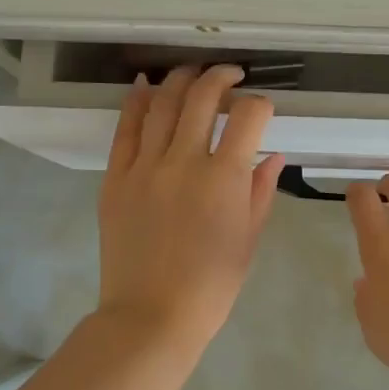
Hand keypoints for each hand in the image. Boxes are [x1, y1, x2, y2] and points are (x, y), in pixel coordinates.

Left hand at [95, 65, 284, 347]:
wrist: (151, 315)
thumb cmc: (211, 285)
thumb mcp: (249, 238)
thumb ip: (261, 190)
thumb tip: (272, 154)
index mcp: (224, 179)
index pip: (249, 116)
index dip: (261, 104)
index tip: (262, 109)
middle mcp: (184, 161)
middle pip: (203, 96)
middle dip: (221, 77)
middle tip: (230, 75)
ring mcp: (145, 166)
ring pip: (163, 103)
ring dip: (181, 80)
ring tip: (193, 74)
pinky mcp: (116, 177)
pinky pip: (126, 129)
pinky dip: (137, 102)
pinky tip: (146, 86)